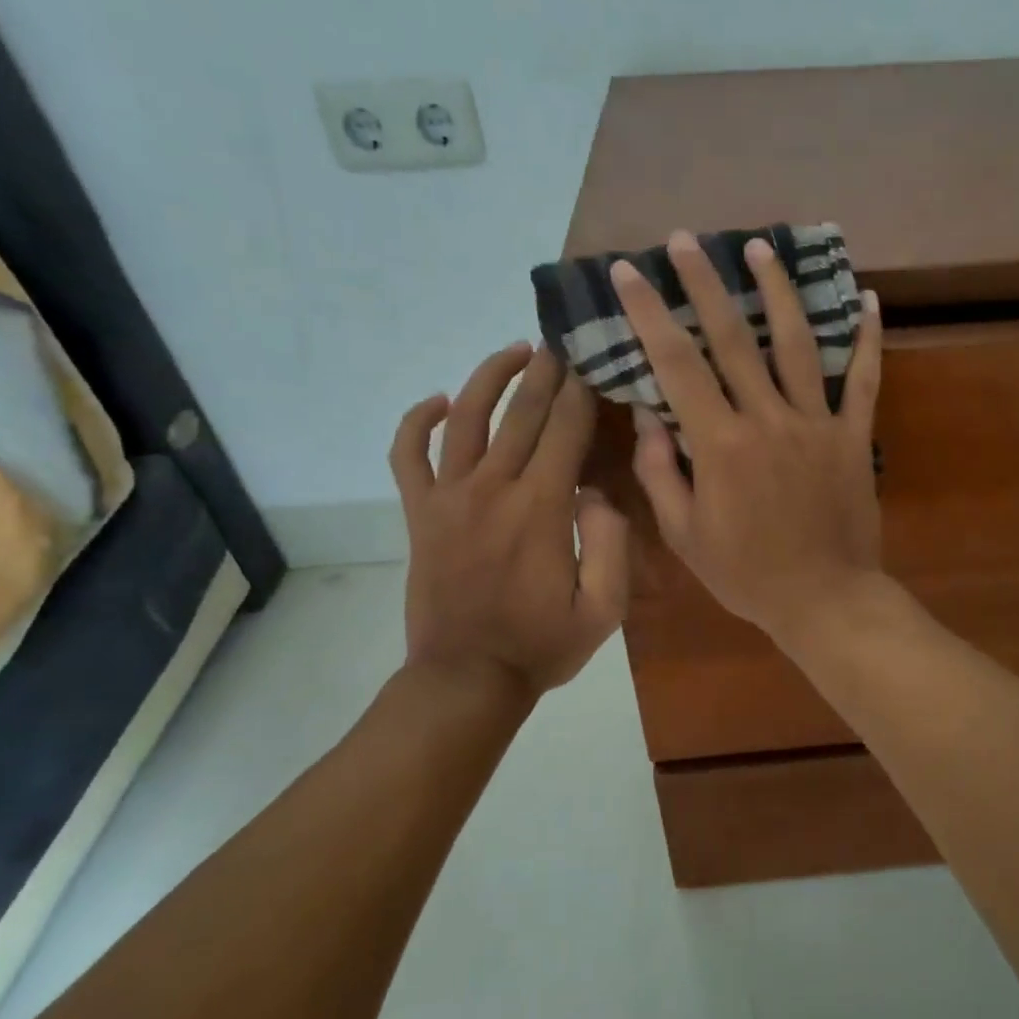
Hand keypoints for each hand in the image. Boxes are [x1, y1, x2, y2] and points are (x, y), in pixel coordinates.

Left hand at [389, 345, 628, 694]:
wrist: (467, 678)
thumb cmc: (542, 646)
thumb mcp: (603, 609)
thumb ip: (611, 545)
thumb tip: (597, 492)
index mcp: (542, 508)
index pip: (566, 430)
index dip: (582, 391)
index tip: (594, 360)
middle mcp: (493, 489)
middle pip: (521, 412)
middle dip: (546, 371)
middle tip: (562, 339)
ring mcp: (449, 498)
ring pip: (465, 417)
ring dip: (489, 377)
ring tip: (513, 351)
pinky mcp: (420, 514)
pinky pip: (407, 454)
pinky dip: (415, 421)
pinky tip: (435, 400)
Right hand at [612, 231, 884, 648]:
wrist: (823, 599)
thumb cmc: (746, 574)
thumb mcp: (685, 534)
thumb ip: (660, 471)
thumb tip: (646, 415)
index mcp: (720, 444)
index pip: (677, 364)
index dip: (649, 314)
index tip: (629, 272)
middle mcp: (767, 419)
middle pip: (734, 338)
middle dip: (705, 284)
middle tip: (686, 240)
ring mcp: (816, 423)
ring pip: (796, 344)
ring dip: (777, 291)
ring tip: (761, 248)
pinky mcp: (852, 436)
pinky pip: (863, 380)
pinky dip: (867, 339)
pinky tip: (867, 299)